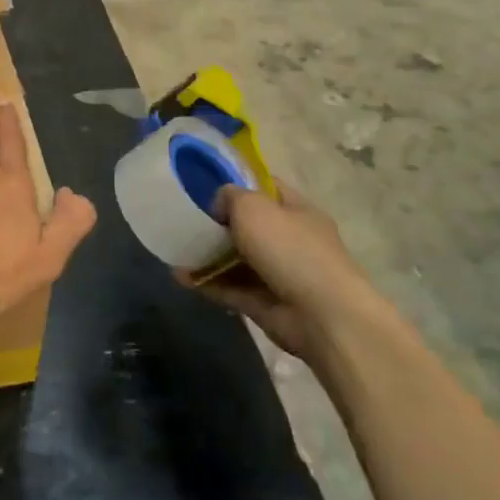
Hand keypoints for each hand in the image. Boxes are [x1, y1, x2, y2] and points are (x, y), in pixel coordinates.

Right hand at [180, 181, 392, 362]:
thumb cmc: (290, 249)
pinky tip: (181, 277)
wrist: (322, 316)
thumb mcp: (254, 207)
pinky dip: (207, 283)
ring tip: (177, 250)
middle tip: (186, 221)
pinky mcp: (265, 304)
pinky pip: (231, 289)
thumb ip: (231, 196)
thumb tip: (220, 205)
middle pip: (250, 226)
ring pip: (237, 260)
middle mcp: (291, 240)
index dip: (239, 183)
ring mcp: (279, 274)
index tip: (207, 186)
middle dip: (219, 224)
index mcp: (298, 211)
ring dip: (208, 256)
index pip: (268, 188)